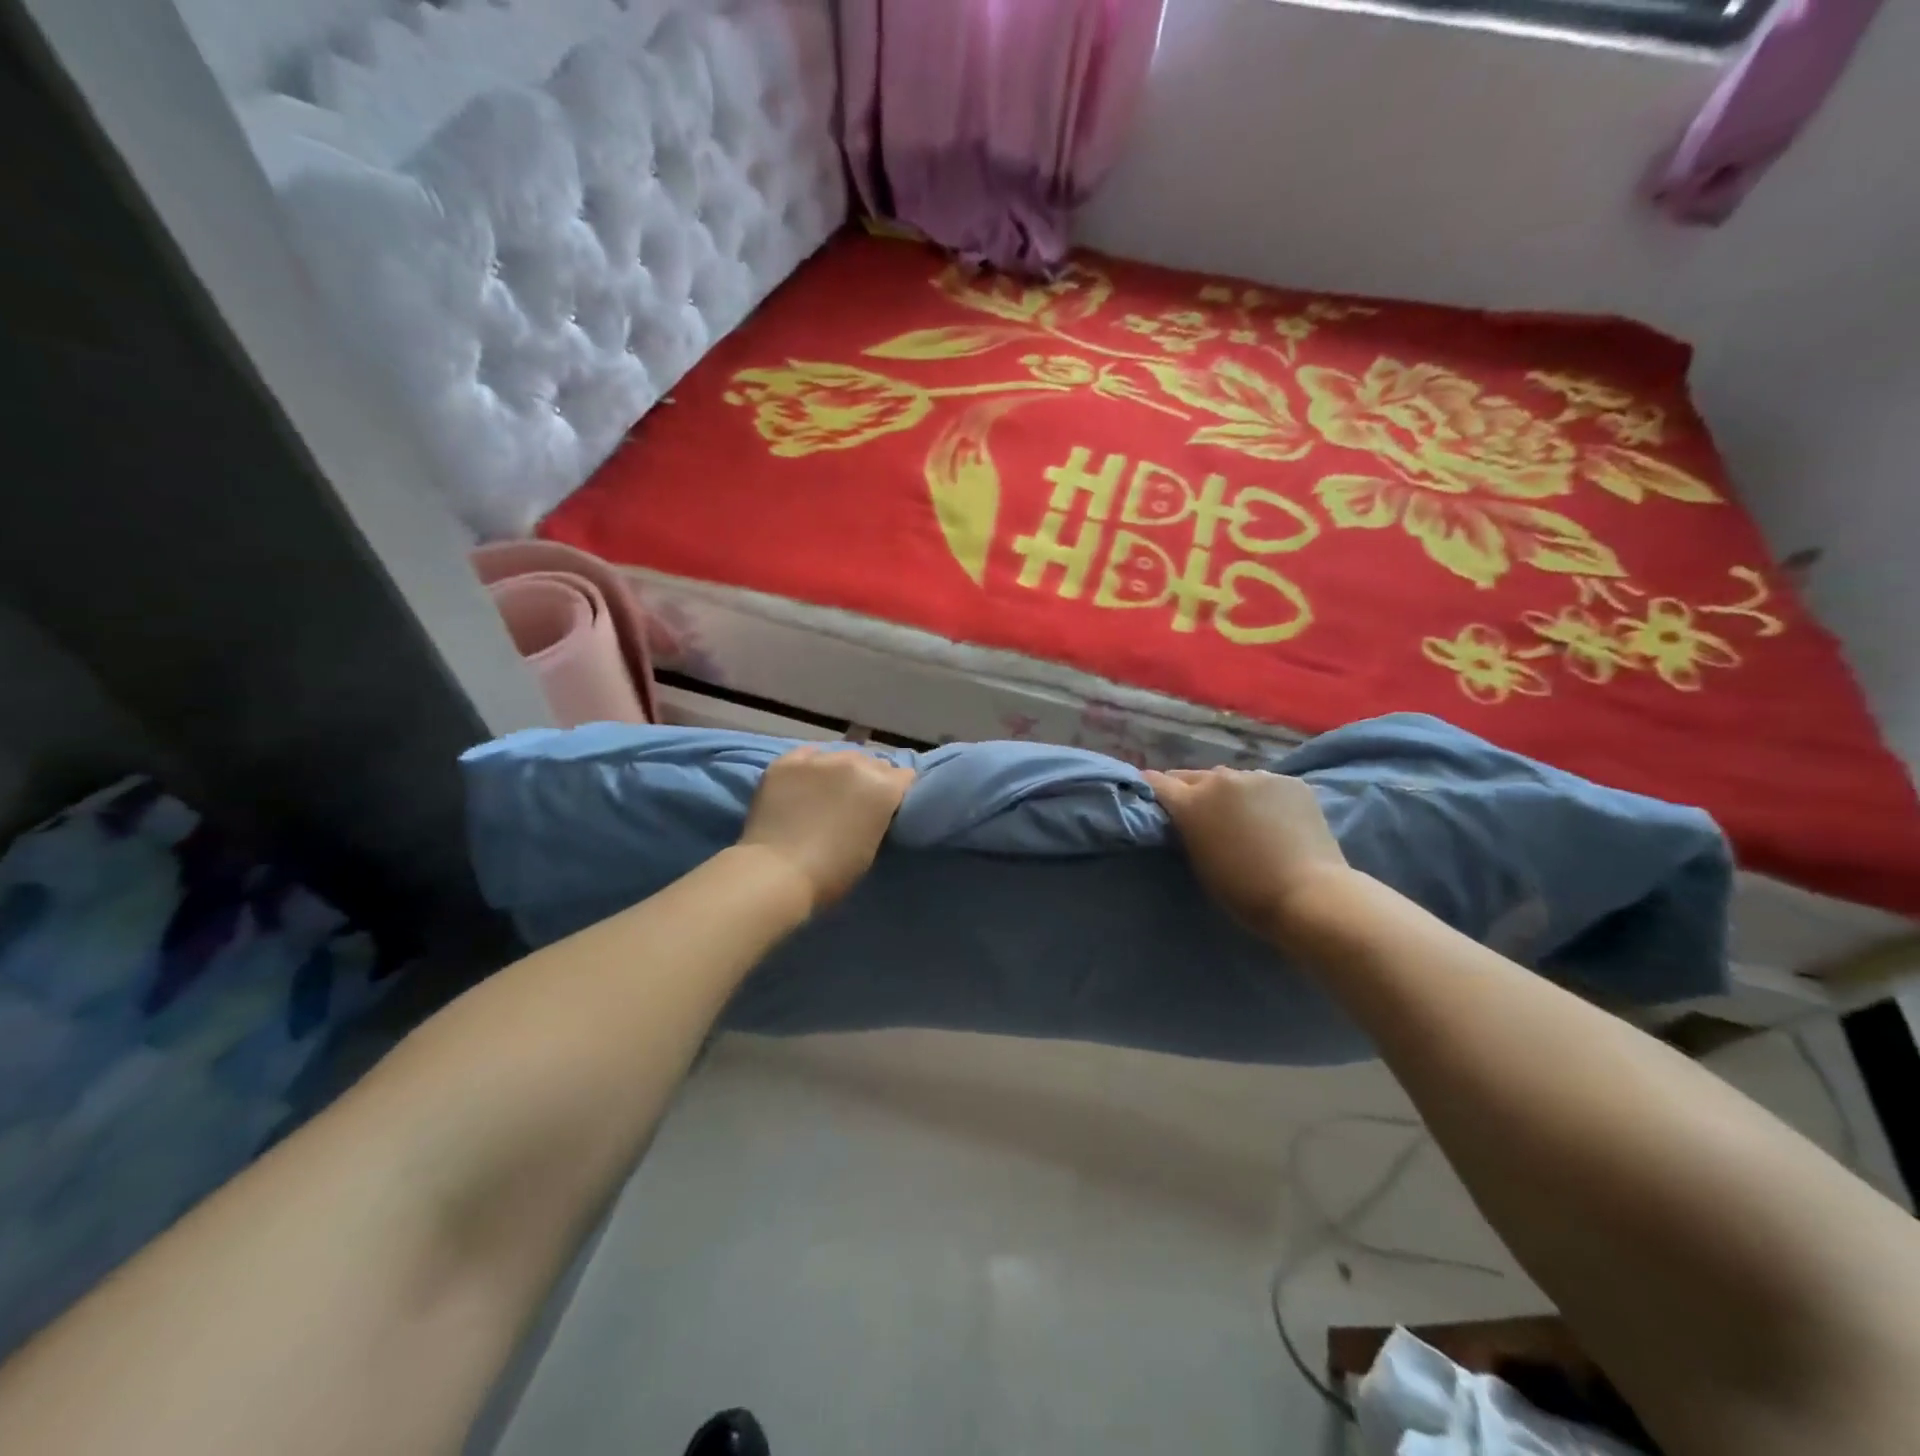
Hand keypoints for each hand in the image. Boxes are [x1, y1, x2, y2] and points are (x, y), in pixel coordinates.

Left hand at [738, 745, 915, 912]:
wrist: (777, 873)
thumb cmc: (832, 872)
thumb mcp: (872, 846)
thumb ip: (879, 816)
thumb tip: (875, 807)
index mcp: (883, 786)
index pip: (905, 777)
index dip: (898, 793)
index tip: (889, 808)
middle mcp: (855, 763)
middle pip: (874, 763)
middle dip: (870, 779)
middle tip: (857, 802)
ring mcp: (819, 759)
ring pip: (841, 756)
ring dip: (840, 771)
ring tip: (827, 791)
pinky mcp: (786, 762)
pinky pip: (807, 755)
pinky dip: (811, 767)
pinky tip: (804, 783)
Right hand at [1142, 767, 1349, 943]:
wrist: (1309, 895)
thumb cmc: (1244, 891)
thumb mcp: (1199, 861)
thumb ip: (1188, 830)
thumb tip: (1185, 816)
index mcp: (1191, 802)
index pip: (1157, 783)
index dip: (1152, 789)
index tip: (1152, 798)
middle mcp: (1221, 779)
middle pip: (1194, 776)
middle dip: (1191, 791)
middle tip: (1199, 813)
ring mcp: (1259, 776)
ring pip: (1233, 779)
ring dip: (1230, 793)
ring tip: (1242, 816)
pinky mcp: (1291, 781)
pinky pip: (1266, 785)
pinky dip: (1264, 798)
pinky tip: (1275, 819)